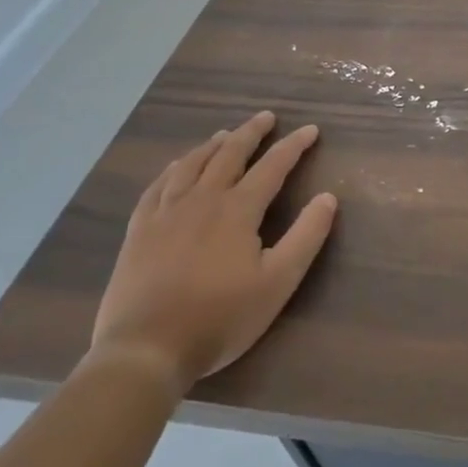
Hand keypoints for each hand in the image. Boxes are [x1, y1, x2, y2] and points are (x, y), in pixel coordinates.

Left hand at [89, 112, 336, 391]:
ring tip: (225, 135)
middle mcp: (202, 200)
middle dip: (251, 133)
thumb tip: (328, 197)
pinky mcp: (139, 231)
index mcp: (238, 210)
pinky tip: (175, 167)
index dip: (294, 145)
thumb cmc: (221, 317)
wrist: (147, 349)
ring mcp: (165, 213)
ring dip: (212, 145)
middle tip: (266, 117)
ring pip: (191, 164)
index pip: (272, 166)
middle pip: (229, 154)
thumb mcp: (278, 282)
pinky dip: (172, 169)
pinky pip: (156, 186)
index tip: (310, 130)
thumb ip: (306, 237)